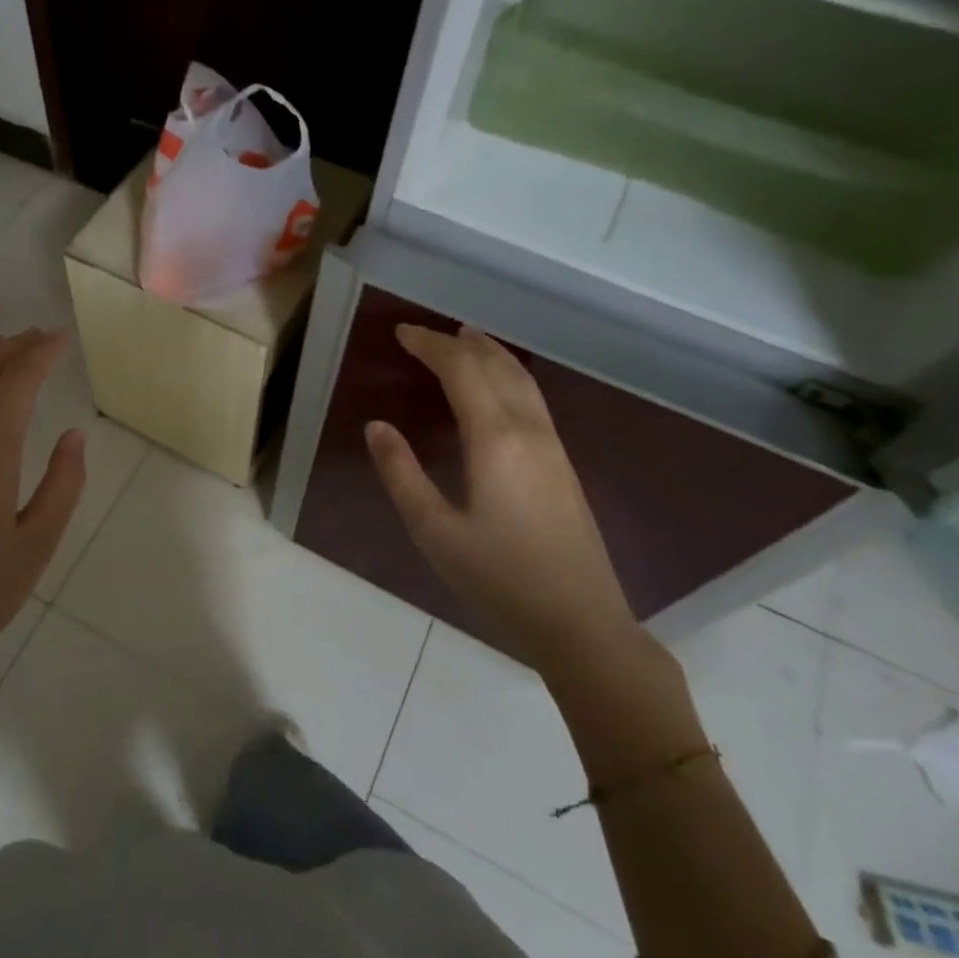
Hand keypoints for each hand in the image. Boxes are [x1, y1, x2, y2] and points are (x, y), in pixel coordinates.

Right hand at [364, 323, 642, 680]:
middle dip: (460, 342)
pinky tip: (499, 389)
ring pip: (522, 380)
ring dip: (491, 354)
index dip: (431, 345)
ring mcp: (553, 447)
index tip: (401, 332)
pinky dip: (508, 376)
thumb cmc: (498, 579)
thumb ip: (402, 473)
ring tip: (467, 339)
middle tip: (427, 333)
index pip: (462, 370)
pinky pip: (532, 399)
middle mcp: (529, 430)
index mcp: (495, 439)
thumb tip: (377, 425)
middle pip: (496, 366)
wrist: (581, 624)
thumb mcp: (434, 530)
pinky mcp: (563, 466)